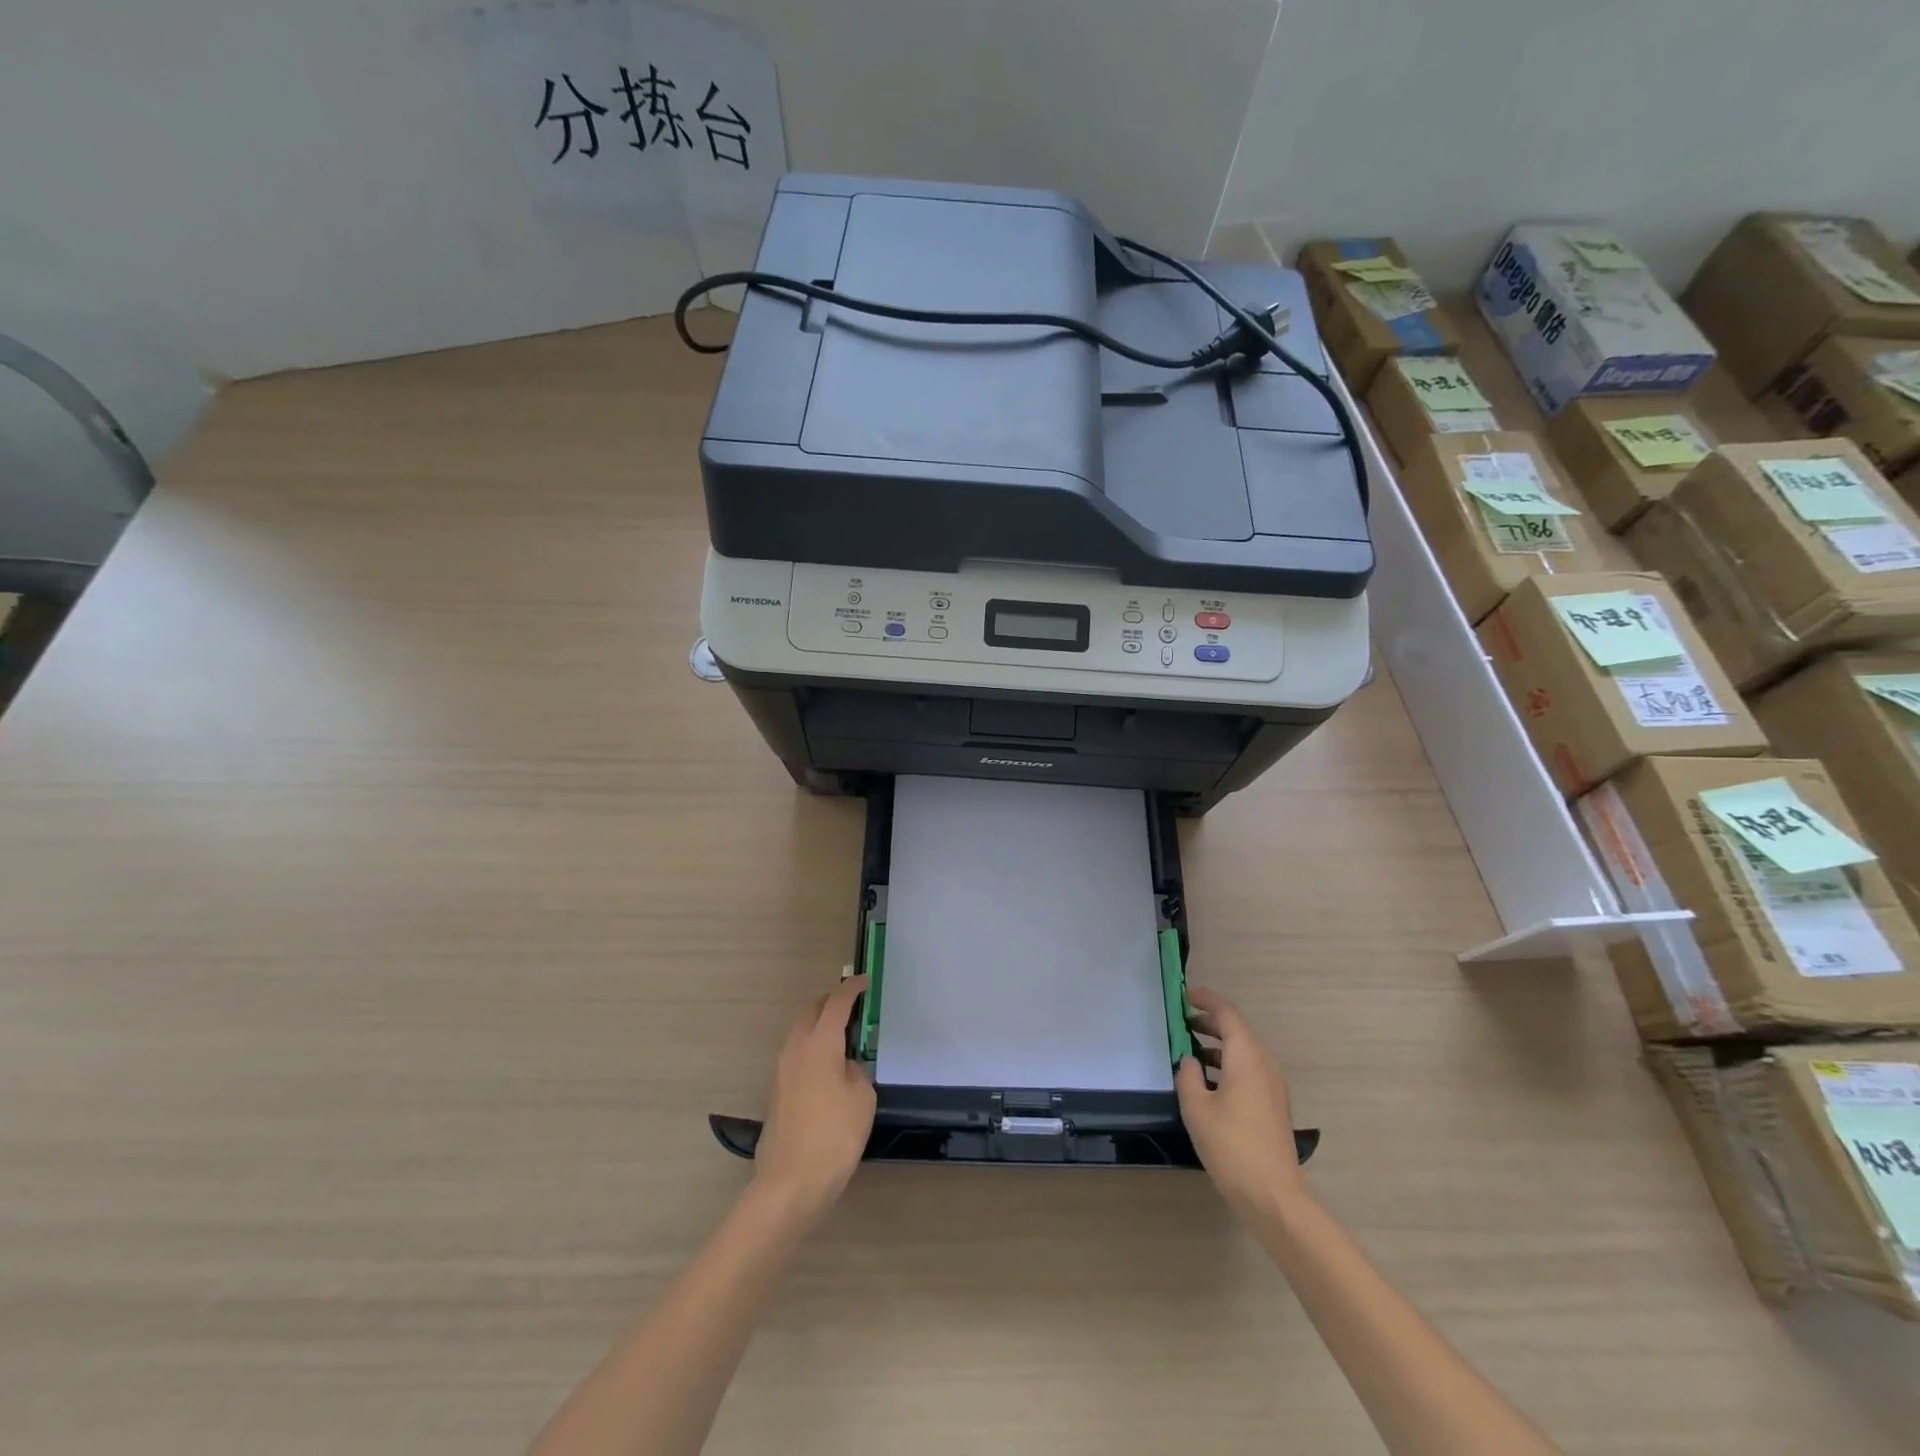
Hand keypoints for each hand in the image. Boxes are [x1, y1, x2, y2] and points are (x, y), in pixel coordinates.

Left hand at [752, 976, 875, 1225]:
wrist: (790, 1184)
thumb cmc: (834, 1136)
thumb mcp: (862, 1099)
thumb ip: (856, 1071)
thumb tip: (845, 1066)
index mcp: (819, 1043)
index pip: (837, 1003)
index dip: (852, 989)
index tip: (865, 983)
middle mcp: (796, 1049)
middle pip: (811, 1012)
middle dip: (831, 1004)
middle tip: (855, 1008)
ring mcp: (782, 1070)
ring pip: (800, 1033)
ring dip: (819, 1026)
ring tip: (844, 1037)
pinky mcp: (777, 1092)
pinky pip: (796, 1054)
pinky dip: (812, 1048)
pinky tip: (829, 1068)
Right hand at [1175, 986, 1306, 1213]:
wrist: (1273, 1195)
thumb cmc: (1231, 1146)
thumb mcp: (1197, 1108)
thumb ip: (1188, 1076)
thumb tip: (1189, 1060)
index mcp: (1246, 1057)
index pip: (1227, 1014)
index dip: (1206, 1000)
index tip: (1185, 994)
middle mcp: (1264, 1064)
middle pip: (1237, 1031)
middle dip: (1210, 1022)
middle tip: (1182, 1021)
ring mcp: (1273, 1085)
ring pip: (1244, 1051)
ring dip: (1218, 1046)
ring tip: (1190, 1050)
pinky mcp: (1274, 1105)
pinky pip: (1250, 1070)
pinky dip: (1228, 1064)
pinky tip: (1208, 1081)